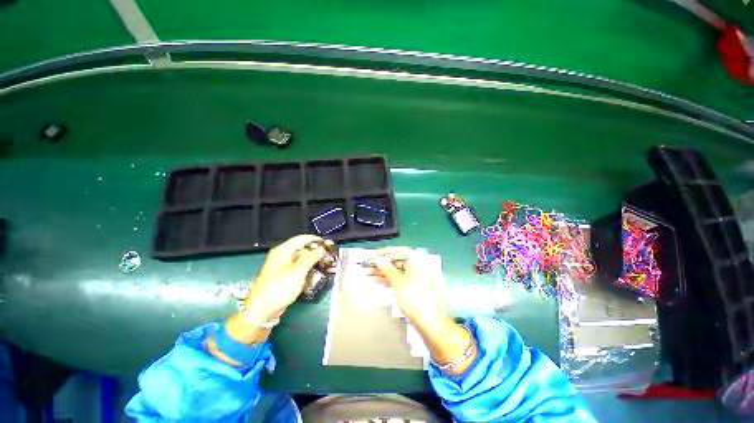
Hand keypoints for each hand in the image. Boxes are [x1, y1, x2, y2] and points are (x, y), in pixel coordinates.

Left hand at [244, 234, 325, 320]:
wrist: (262, 311)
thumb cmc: (279, 288)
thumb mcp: (297, 271)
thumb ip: (311, 257)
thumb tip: (321, 249)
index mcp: (283, 250)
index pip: (302, 239)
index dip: (316, 240)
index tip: (329, 244)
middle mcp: (283, 256)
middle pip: (304, 249)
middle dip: (318, 253)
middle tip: (331, 258)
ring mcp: (284, 267)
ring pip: (303, 260)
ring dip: (316, 263)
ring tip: (329, 267)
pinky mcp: (286, 277)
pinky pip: (300, 269)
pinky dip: (310, 270)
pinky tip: (320, 274)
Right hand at [370, 248, 445, 325]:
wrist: (430, 324)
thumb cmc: (418, 302)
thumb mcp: (399, 283)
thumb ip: (388, 270)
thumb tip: (379, 260)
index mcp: (419, 263)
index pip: (400, 251)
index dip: (386, 253)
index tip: (375, 254)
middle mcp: (419, 268)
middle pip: (398, 262)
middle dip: (382, 264)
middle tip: (369, 265)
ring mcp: (417, 278)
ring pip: (397, 271)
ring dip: (383, 273)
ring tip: (369, 274)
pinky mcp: (414, 287)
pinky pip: (400, 279)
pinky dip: (389, 280)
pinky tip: (378, 281)